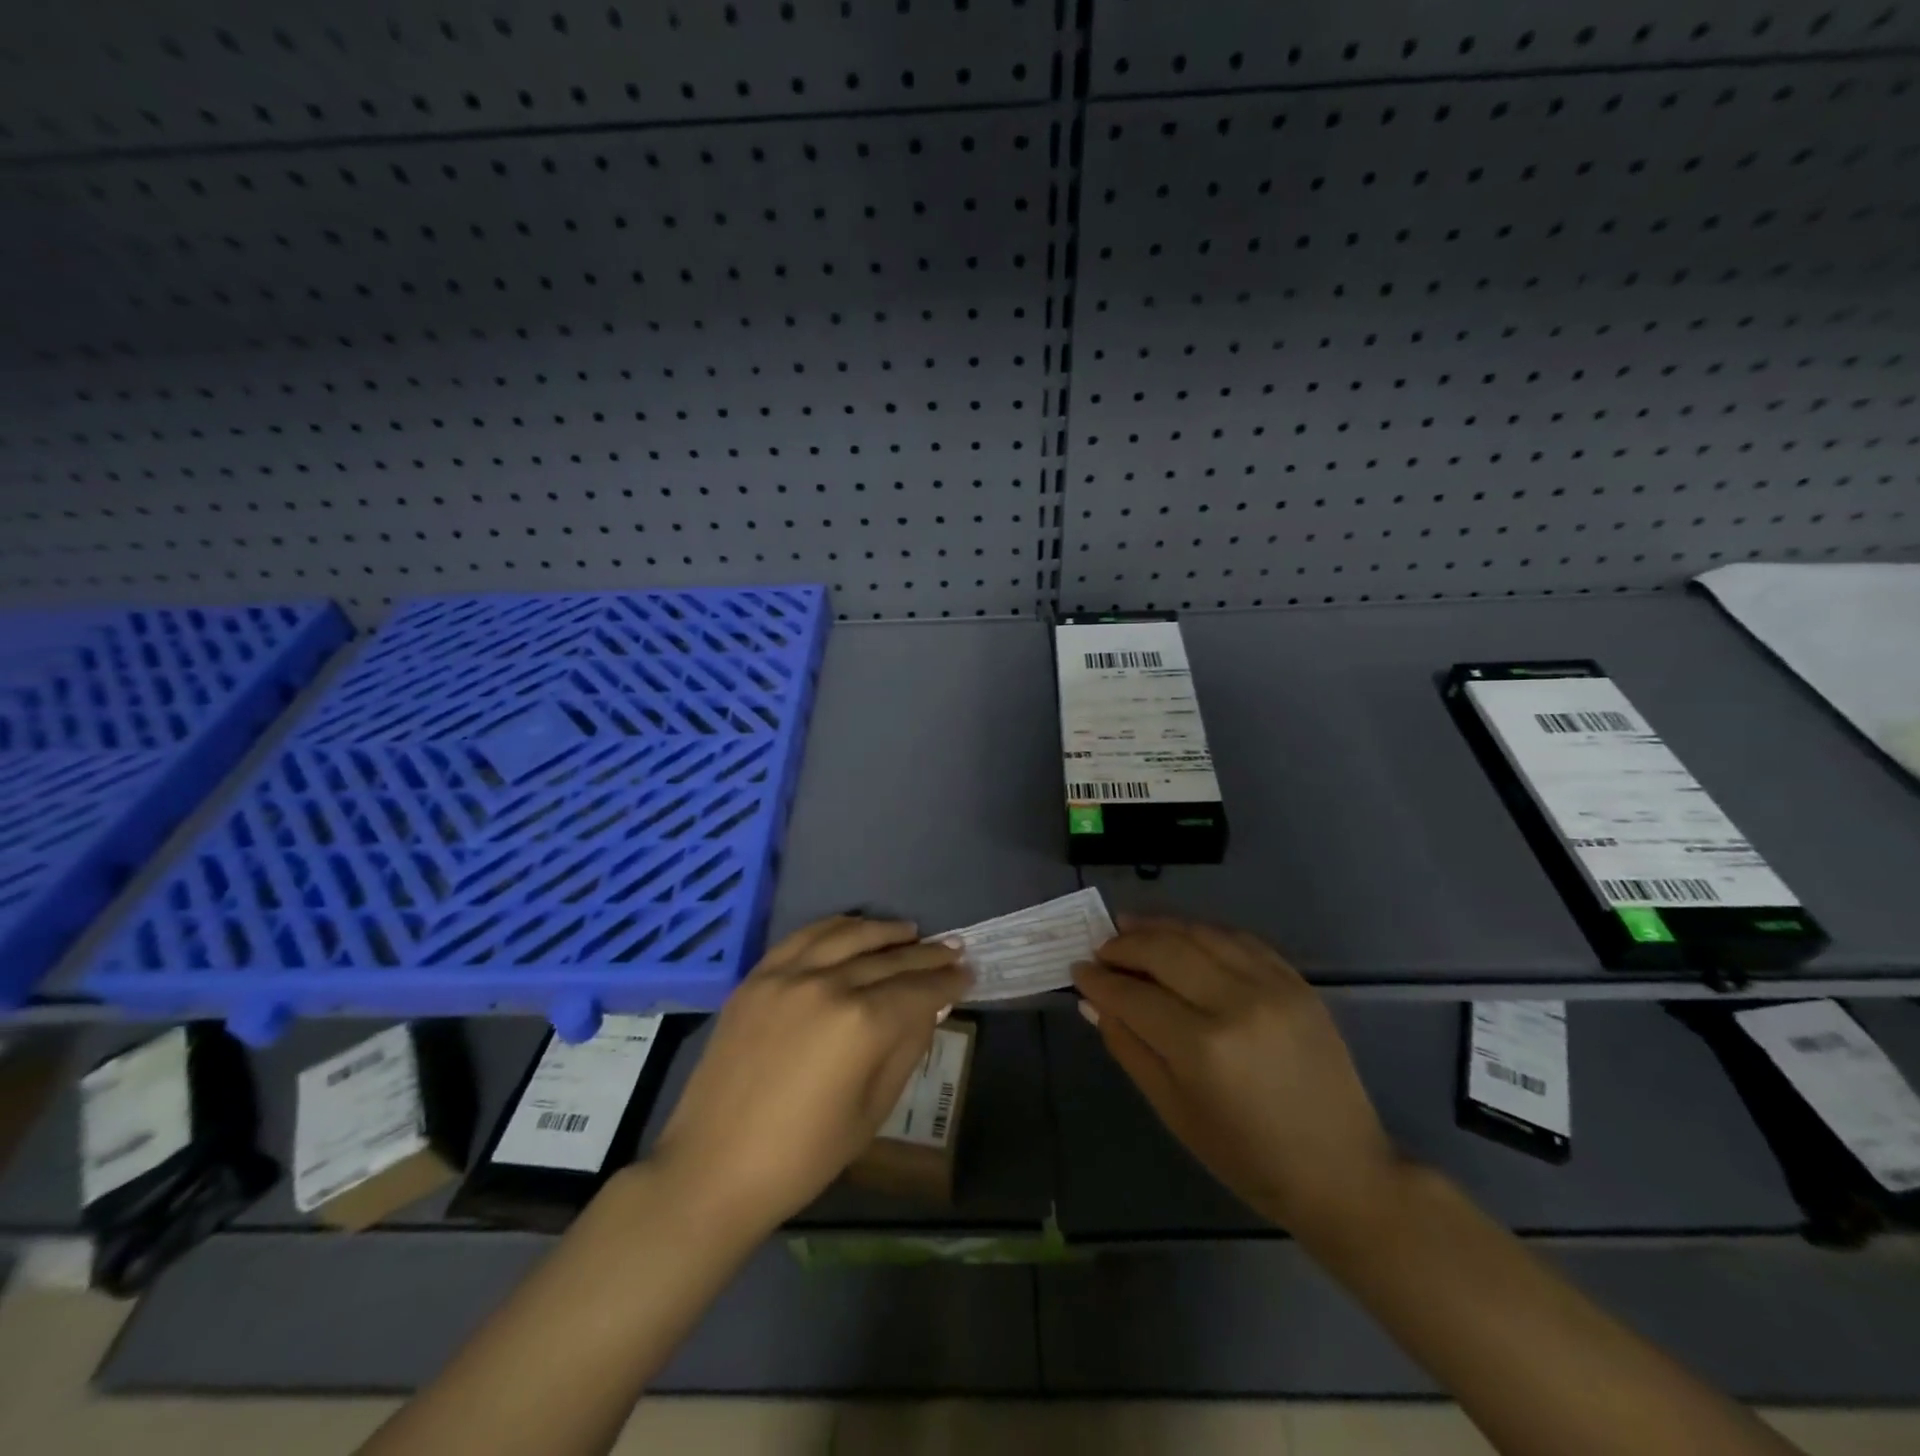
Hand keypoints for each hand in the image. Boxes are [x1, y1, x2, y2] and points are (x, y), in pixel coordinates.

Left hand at [651, 916, 971, 1234]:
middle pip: (889, 960)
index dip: (948, 982)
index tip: (968, 974)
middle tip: (953, 950)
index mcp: (862, 1024)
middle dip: (927, 957)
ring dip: (885, 931)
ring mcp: (788, 975)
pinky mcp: (758, 976)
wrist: (713, 1168)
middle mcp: (829, 984)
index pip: (918, 991)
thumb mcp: (872, 1111)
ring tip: (911, 932)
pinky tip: (853, 928)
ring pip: (849, 936)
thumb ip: (905, 1050)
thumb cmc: (803, 1156)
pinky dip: (836, 927)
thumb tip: (927, 1009)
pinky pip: (804, 937)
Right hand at [1073, 917, 1398, 1241]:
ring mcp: (1271, 986)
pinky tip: (1182, 934)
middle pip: (1164, 950)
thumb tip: (1092, 1001)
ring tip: (1130, 925)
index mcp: (1202, 1047)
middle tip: (1100, 947)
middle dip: (1124, 945)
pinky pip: (1239, 939)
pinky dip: (1203, 931)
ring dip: (1159, 926)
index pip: (1133, 995)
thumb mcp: (1174, 1111)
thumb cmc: (1247, 1157)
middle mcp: (1236, 1003)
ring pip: (1200, 933)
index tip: (1077, 969)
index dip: (1099, 980)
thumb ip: (1129, 1048)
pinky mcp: (1296, 982)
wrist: (1341, 1171)